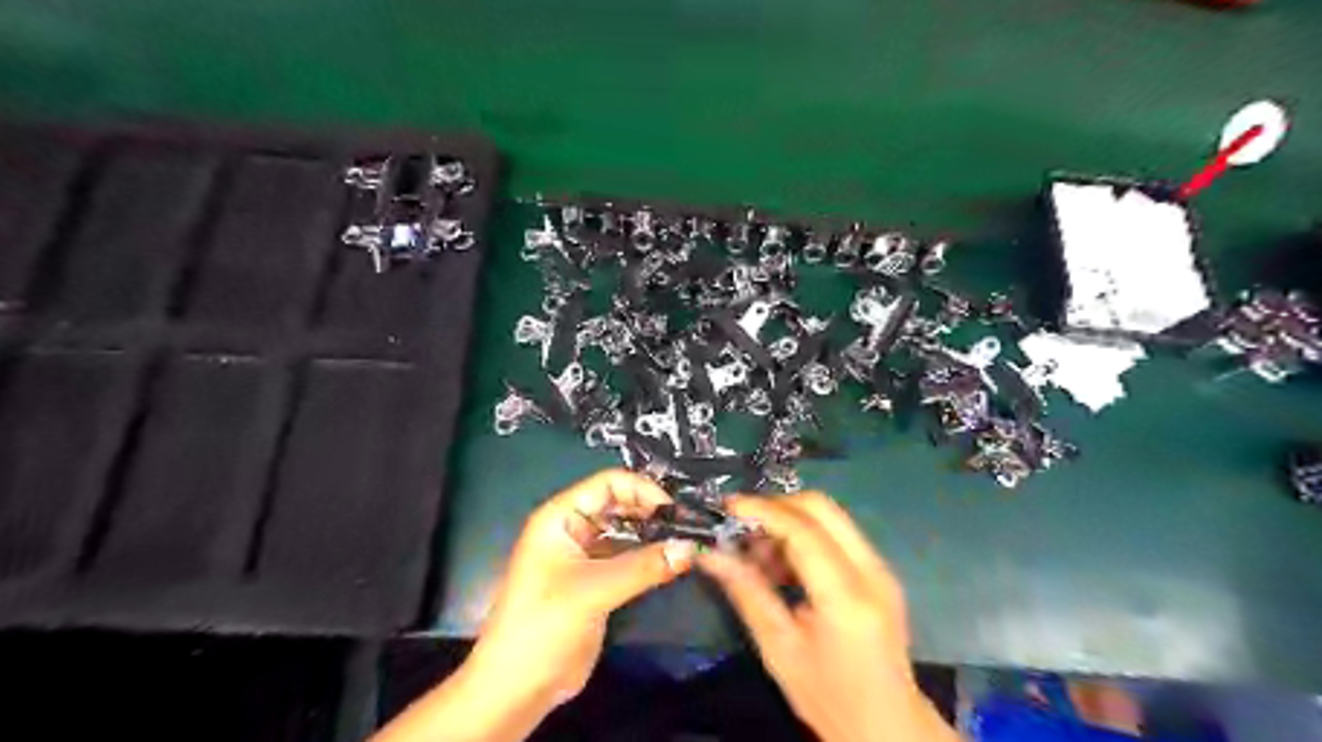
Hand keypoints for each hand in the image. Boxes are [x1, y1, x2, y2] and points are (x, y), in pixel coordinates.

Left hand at [373, 468, 693, 740]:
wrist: (517, 688)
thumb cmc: (543, 625)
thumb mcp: (592, 590)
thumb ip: (643, 567)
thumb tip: (690, 547)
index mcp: (560, 517)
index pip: (608, 484)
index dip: (642, 489)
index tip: (674, 509)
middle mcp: (574, 529)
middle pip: (620, 505)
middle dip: (653, 512)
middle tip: (690, 525)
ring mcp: (585, 556)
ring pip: (626, 532)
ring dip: (655, 535)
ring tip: (689, 541)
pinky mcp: (597, 582)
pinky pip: (628, 558)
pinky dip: (650, 558)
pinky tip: (674, 562)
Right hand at [701, 493, 962, 741]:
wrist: (889, 727)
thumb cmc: (829, 696)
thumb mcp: (778, 649)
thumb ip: (746, 592)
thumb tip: (710, 553)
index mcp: (847, 596)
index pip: (803, 530)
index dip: (761, 511)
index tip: (725, 508)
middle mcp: (871, 570)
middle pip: (822, 507)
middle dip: (775, 507)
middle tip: (740, 527)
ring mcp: (880, 567)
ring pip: (830, 516)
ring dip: (788, 521)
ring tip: (757, 554)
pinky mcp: (879, 571)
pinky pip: (837, 533)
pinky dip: (804, 535)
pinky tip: (782, 566)